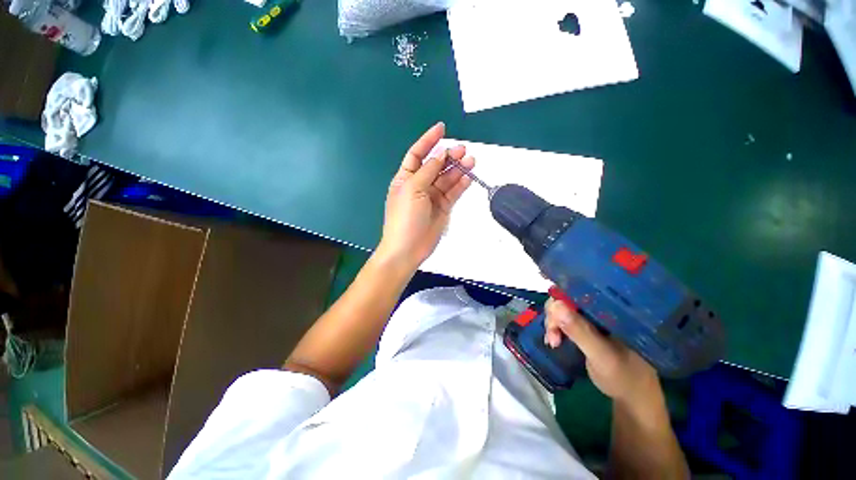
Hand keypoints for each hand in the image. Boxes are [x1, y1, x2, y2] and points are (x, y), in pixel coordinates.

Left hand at [376, 122, 473, 269]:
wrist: (408, 249)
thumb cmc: (405, 217)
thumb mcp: (412, 189)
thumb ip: (428, 171)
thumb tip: (440, 154)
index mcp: (406, 178)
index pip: (417, 154)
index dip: (428, 141)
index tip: (441, 128)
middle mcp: (419, 185)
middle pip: (435, 165)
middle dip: (448, 156)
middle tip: (463, 150)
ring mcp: (432, 197)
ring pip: (447, 178)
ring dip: (458, 169)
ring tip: (471, 160)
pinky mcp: (443, 208)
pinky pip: (453, 192)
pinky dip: (461, 184)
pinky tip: (468, 176)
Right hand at [544, 298, 660, 403]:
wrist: (633, 397)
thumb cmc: (624, 377)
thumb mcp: (601, 355)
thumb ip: (580, 331)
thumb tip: (556, 305)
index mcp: (611, 308)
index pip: (581, 289)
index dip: (561, 298)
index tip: (553, 317)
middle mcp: (601, 308)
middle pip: (567, 298)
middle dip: (554, 315)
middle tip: (552, 337)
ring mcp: (593, 317)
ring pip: (562, 309)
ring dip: (553, 323)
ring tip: (553, 343)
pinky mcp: (586, 327)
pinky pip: (564, 319)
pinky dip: (555, 328)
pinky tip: (554, 341)